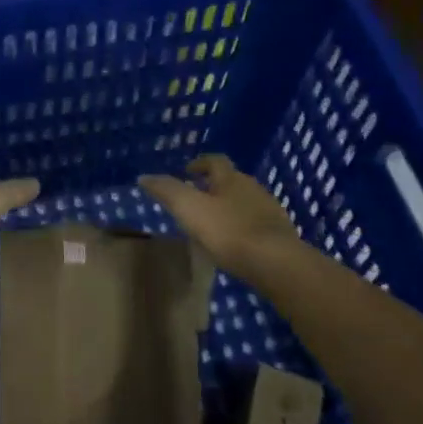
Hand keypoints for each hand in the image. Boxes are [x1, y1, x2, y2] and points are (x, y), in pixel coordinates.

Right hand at [140, 154, 298, 279]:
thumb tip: (144, 176)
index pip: (215, 160)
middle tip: (195, 199)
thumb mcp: (190, 209)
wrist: (276, 262)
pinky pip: (255, 223)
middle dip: (213, 186)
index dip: (200, 163)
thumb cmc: (229, 231)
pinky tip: (234, 243)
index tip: (186, 172)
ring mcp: (269, 210)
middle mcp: (252, 187)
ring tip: (212, 223)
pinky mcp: (279, 234)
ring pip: (244, 201)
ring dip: (228, 207)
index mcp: (231, 178)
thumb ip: (167, 191)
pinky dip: (242, 226)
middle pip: (231, 180)